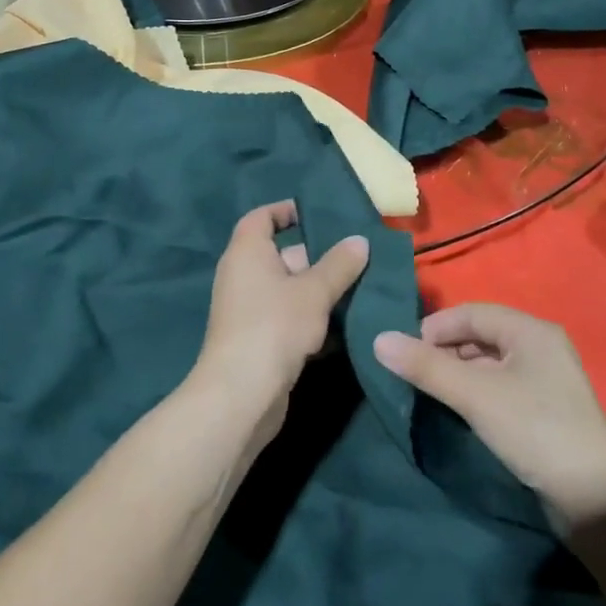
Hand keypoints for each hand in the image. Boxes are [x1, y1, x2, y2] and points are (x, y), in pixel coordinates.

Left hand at [187, 202, 368, 454]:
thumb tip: (360, 240)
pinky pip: (290, 318)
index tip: (320, 213)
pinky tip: (347, 327)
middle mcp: (244, 275)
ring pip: (291, 290)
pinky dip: (314, 320)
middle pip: (284, 255)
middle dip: (320, 256)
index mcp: (248, 251)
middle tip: (360, 256)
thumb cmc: (274, 326)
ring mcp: (250, 310)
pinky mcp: (260, 340)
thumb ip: (339, 264)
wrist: (242, 395)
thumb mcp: (314, 291)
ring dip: (322, 292)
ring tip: (363, 288)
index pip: (263, 217)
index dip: (288, 211)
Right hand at [373, 303, 605, 531]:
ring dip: (458, 372)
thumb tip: (378, 340)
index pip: (472, 312)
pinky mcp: (545, 409)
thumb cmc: (534, 430)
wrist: (595, 500)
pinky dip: (476, 390)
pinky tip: (460, 409)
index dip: (436, 327)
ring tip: (432, 392)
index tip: (406, 352)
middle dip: (445, 350)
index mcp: (531, 331)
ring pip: (489, 362)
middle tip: (416, 374)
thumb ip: (427, 367)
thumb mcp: (475, 395)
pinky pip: (501, 385)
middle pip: (480, 335)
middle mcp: (541, 346)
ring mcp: (546, 379)